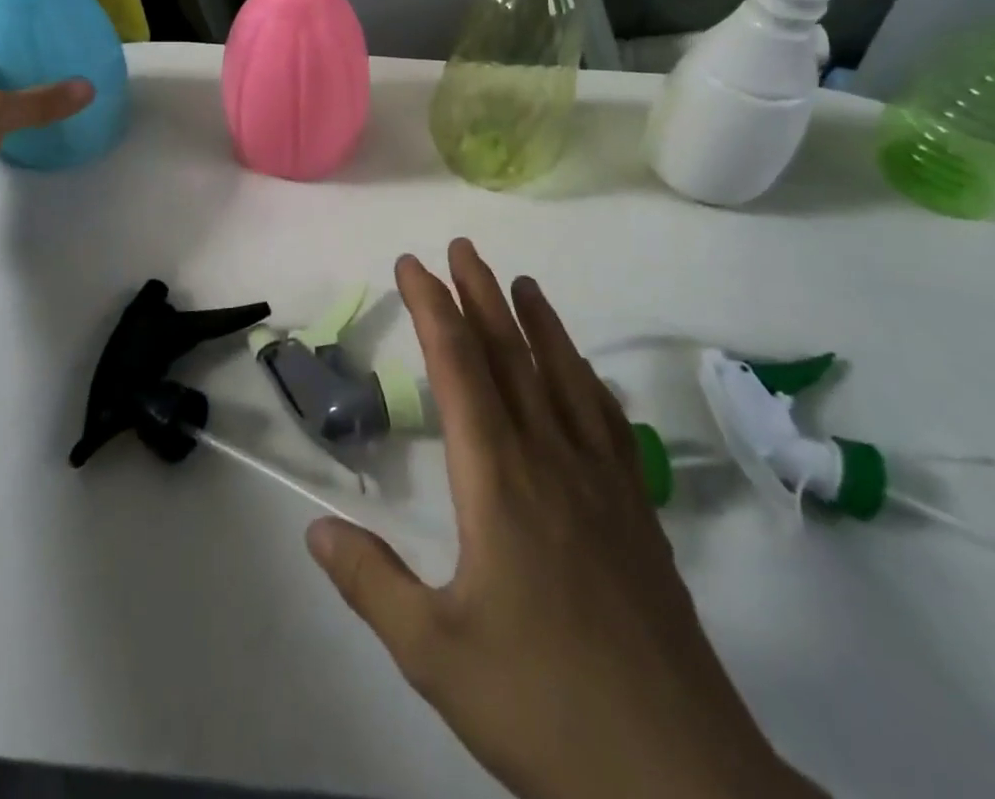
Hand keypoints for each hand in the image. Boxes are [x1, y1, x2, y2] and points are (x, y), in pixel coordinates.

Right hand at [308, 240, 818, 798]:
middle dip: (480, 295)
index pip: (459, 369)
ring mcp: (602, 482)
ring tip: (522, 283)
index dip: (432, 309)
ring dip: (538, 322)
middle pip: (510, 355)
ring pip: (564, 378)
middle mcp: (551, 459)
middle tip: (462, 248)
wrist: (678, 777)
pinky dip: (588, 380)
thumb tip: (316, 528)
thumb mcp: (435, 653)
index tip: (412, 265)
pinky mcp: (638, 512)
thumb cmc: (543, 706)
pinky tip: (584, 372)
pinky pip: (607, 421)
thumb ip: (371, 582)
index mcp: (498, 480)